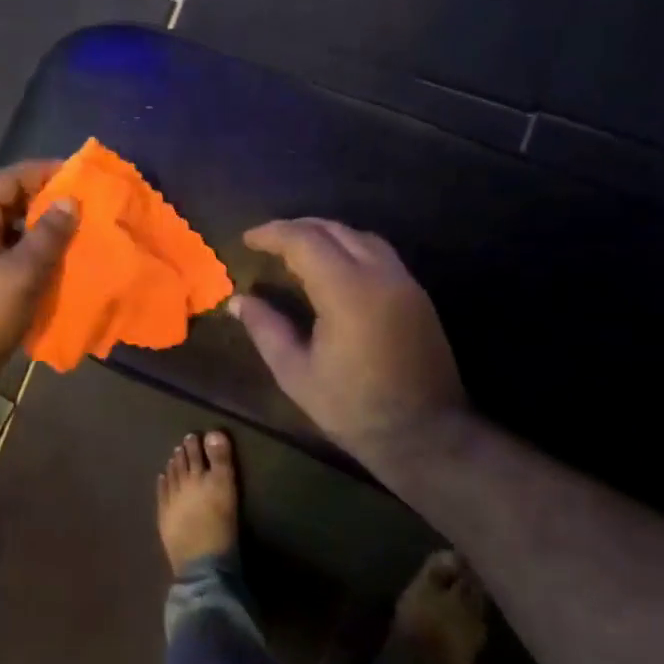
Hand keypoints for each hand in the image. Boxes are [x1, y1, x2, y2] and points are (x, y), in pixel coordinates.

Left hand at [0, 161, 77, 382]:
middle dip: (43, 201)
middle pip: (6, 202)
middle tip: (81, 204)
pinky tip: (55, 260)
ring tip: (74, 230)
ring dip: (39, 228)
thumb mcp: (23, 271)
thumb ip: (49, 234)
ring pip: (9, 229)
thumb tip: (71, 201)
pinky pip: (7, 253)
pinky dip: (31, 252)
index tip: (75, 174)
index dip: (40, 172)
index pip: (5, 180)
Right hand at [233, 219, 466, 466]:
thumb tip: (238, 301)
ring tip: (297, 248)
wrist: (425, 435)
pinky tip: (332, 267)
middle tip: (267, 241)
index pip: (305, 241)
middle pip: (335, 230)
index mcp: (347, 292)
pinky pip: (379, 254)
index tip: (247, 239)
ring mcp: (404, 283)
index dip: (272, 234)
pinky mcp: (417, 296)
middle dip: (297, 228)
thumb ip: (266, 329)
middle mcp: (380, 275)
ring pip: (361, 237)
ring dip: (326, 234)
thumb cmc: (353, 409)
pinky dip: (349, 248)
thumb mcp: (295, 373)